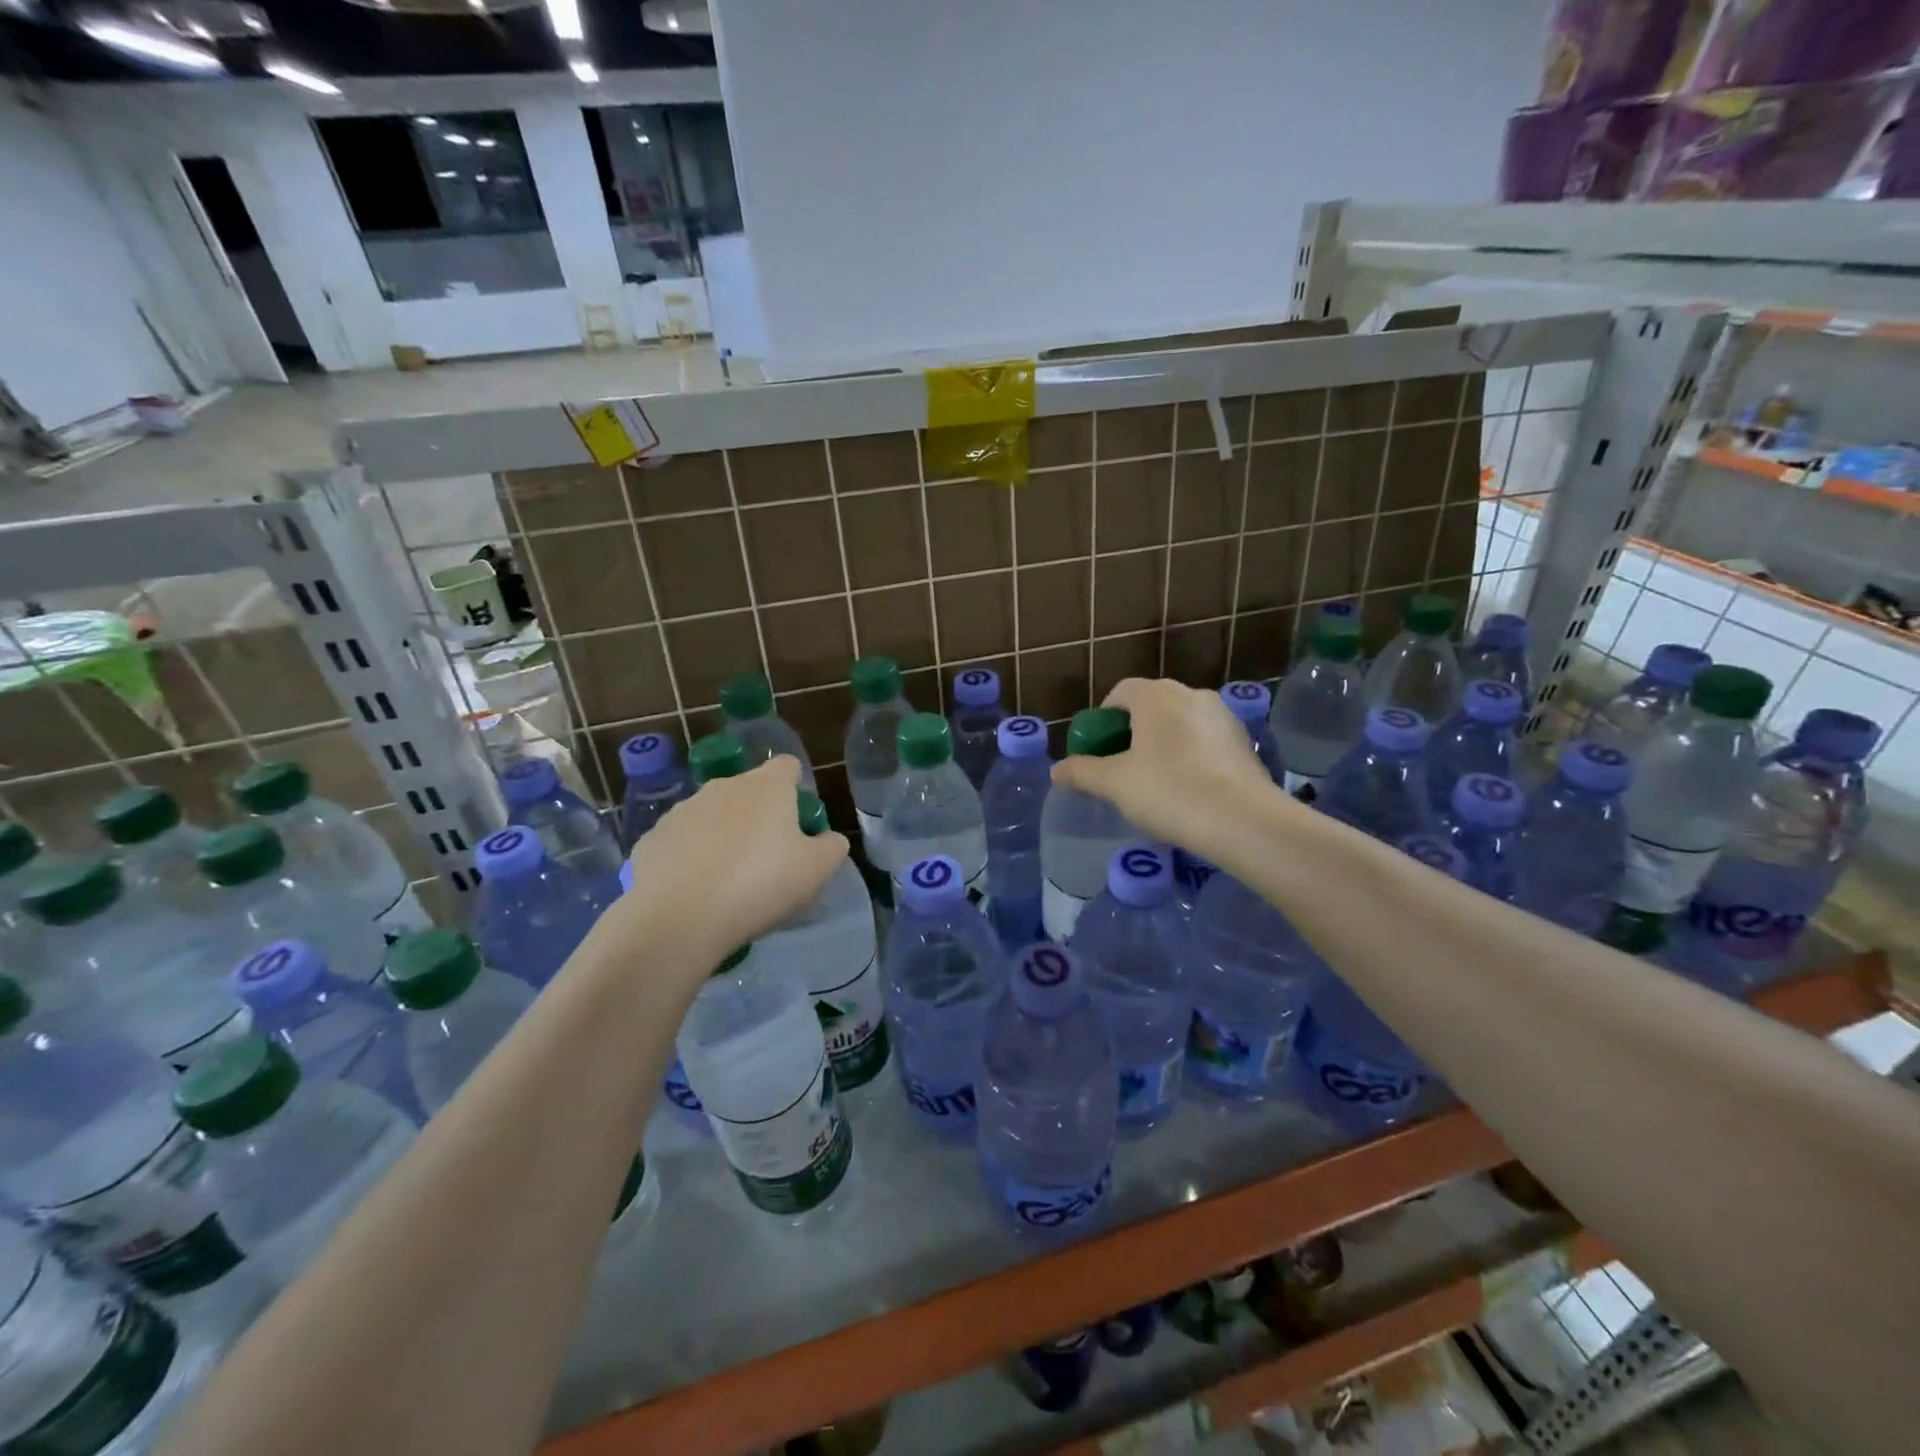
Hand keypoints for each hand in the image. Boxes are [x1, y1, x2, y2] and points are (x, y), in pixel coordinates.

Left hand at [598, 757, 846, 975]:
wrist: (678, 918)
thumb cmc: (760, 885)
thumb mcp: (816, 871)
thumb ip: (831, 847)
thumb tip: (828, 838)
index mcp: (767, 786)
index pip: (788, 766)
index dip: (796, 788)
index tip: (798, 821)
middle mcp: (723, 787)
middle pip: (749, 791)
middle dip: (759, 816)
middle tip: (768, 858)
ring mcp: (682, 810)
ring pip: (712, 815)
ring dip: (723, 836)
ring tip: (729, 880)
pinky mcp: (651, 838)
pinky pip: (681, 842)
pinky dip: (690, 858)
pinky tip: (695, 892)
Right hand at [1050, 678, 1286, 864]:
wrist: (1243, 821)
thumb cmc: (1169, 792)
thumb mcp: (1114, 784)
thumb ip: (1082, 772)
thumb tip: (1056, 771)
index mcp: (1156, 697)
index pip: (1121, 691)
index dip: (1104, 717)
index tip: (1099, 747)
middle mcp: (1192, 695)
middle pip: (1153, 704)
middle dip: (1134, 729)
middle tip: (1123, 764)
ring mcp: (1223, 716)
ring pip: (1182, 721)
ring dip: (1165, 741)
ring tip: (1157, 779)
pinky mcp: (1245, 741)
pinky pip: (1207, 740)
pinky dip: (1192, 754)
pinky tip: (1190, 788)